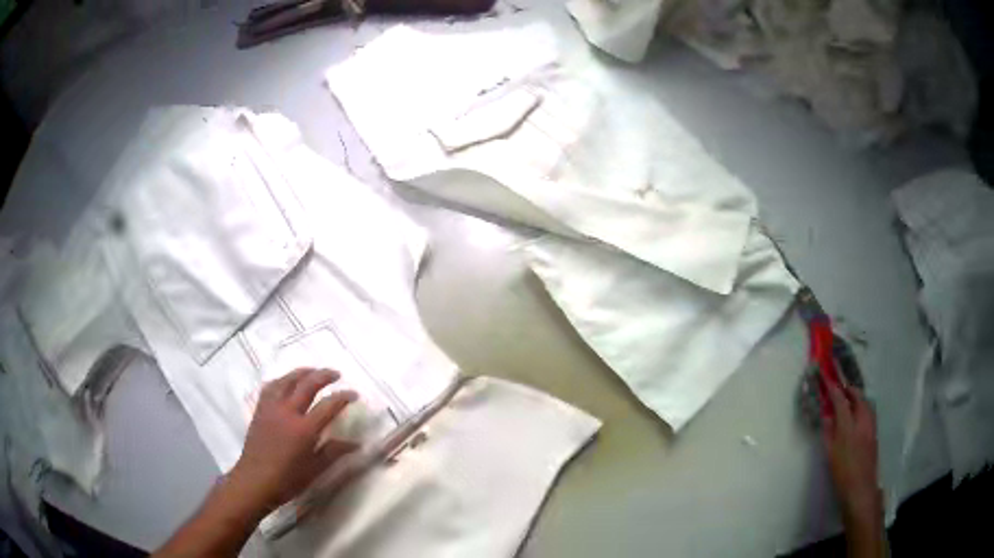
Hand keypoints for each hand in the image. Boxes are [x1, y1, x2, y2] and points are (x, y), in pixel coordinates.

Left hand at [227, 368, 358, 516]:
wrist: (254, 481)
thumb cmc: (287, 480)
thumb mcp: (315, 470)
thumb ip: (334, 452)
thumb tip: (356, 444)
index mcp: (304, 429)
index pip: (328, 405)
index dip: (343, 397)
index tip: (354, 394)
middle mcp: (288, 412)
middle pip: (307, 384)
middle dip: (323, 375)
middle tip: (336, 374)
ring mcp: (271, 408)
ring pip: (287, 380)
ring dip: (302, 372)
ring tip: (312, 371)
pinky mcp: (260, 410)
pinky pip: (271, 387)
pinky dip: (282, 381)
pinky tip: (286, 382)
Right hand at [822, 380, 881, 524]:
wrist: (860, 488)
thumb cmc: (842, 473)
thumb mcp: (830, 455)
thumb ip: (829, 433)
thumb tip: (826, 416)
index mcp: (848, 427)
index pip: (841, 401)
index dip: (833, 389)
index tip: (827, 379)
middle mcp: (862, 421)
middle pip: (858, 397)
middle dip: (849, 390)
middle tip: (840, 388)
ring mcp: (871, 425)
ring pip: (866, 403)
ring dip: (857, 397)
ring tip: (849, 399)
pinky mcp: (875, 432)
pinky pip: (869, 411)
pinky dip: (862, 407)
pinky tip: (857, 415)